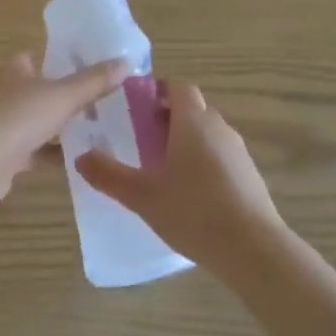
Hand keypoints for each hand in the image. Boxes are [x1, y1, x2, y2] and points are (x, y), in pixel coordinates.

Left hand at [0, 53, 127, 219]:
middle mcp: (7, 93)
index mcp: (16, 70)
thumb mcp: (60, 96)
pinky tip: (84, 160)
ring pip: (41, 123)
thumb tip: (126, 62)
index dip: (68, 60)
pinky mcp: (5, 157)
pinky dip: (56, 155)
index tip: (99, 68)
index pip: (43, 57)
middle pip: (44, 91)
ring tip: (105, 131)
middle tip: (111, 102)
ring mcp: (4, 126)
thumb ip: (93, 82)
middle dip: (72, 97)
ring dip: (65, 128)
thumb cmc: (13, 119)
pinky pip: (37, 152)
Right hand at [75, 82, 287, 277]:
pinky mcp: (249, 175)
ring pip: (207, 132)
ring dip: (185, 139)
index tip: (135, 104)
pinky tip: (189, 191)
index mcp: (193, 121)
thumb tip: (81, 157)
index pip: (178, 87)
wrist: (253, 248)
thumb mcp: (142, 195)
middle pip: (192, 108)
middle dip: (167, 116)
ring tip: (160, 165)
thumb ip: (109, 175)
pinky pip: (220, 155)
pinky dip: (202, 160)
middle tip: (140, 136)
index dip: (157, 90)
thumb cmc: (194, 212)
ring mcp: (238, 151)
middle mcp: (218, 127)